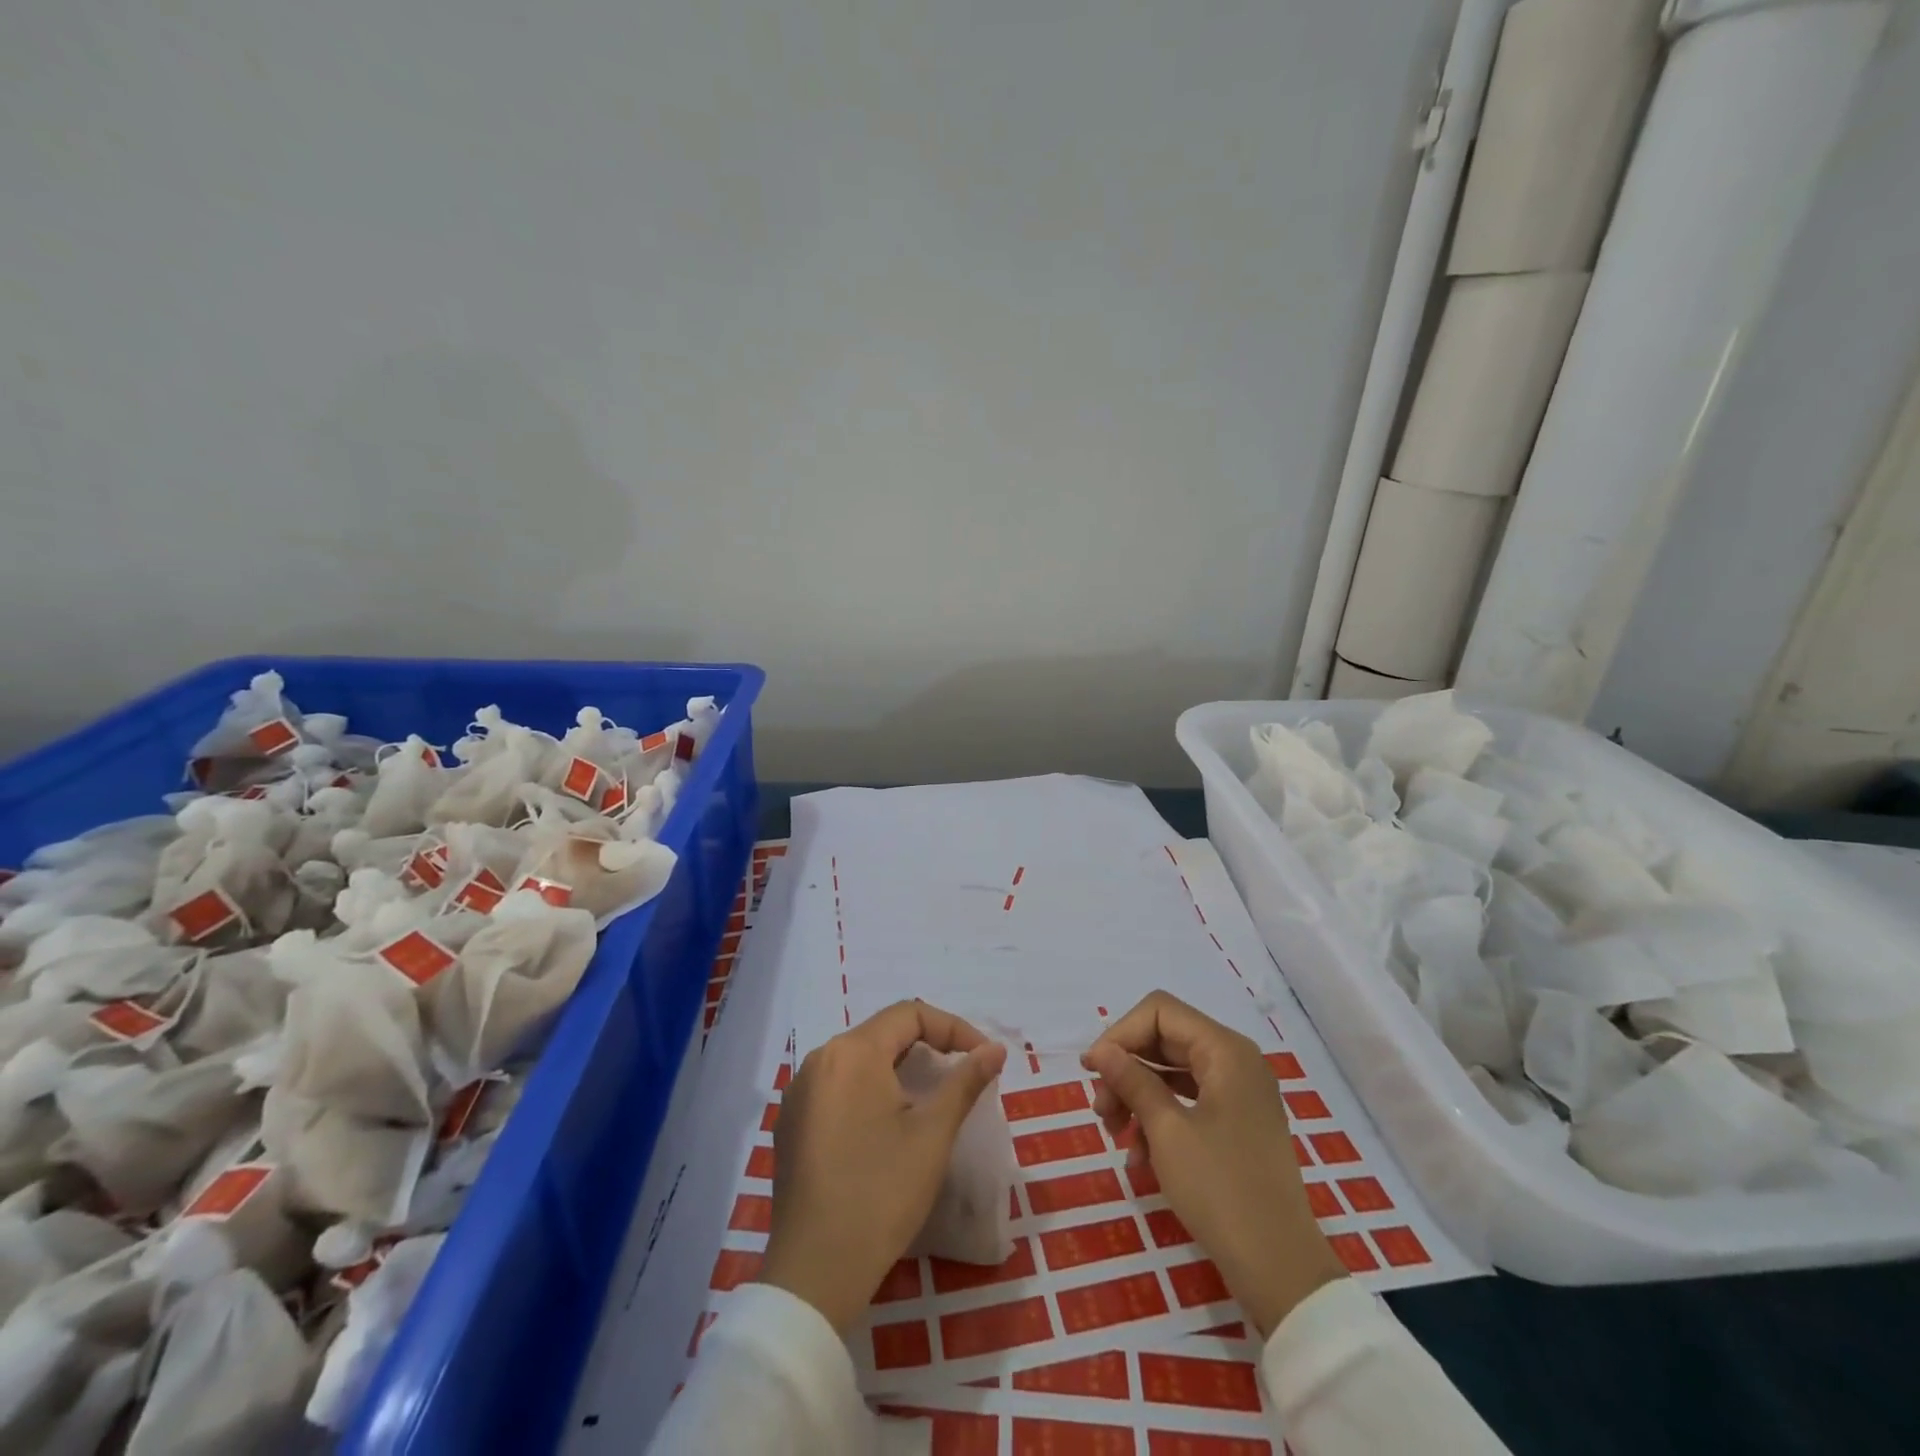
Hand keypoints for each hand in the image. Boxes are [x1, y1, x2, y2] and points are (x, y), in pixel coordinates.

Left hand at [760, 1001, 1007, 1335]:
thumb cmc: (881, 1193)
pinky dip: (870, 1091)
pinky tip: (885, 1126)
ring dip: (898, 1069)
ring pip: (859, 1060)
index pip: (909, 1014)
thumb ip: (965, 1081)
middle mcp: (819, 1059)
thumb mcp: (932, 1134)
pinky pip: (838, 1087)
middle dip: (928, 1046)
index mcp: (852, 1052)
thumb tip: (994, 1049)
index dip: (953, 1028)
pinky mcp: (791, 1124)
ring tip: (929, 1099)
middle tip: (961, 1075)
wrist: (814, 1272)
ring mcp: (799, 1093)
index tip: (983, 1057)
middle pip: (882, 1033)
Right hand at [1083, 991, 1344, 1337]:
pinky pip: (1188, 1102)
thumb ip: (1132, 1080)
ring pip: (1173, 1072)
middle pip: (1165, 1040)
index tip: (1093, 1071)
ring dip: (1137, 1096)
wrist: (1281, 1270)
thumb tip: (1101, 1050)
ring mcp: (1239, 1094)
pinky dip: (1159, 1118)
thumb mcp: (1167, 1131)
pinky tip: (1138, 1156)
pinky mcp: (1237, 1124)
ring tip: (1114, 1134)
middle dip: (1126, 1069)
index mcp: (1226, 1050)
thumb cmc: (1221, 1190)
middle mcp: (1235, 1061)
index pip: (1160, 1012)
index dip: (1121, 1033)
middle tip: (1100, 1110)